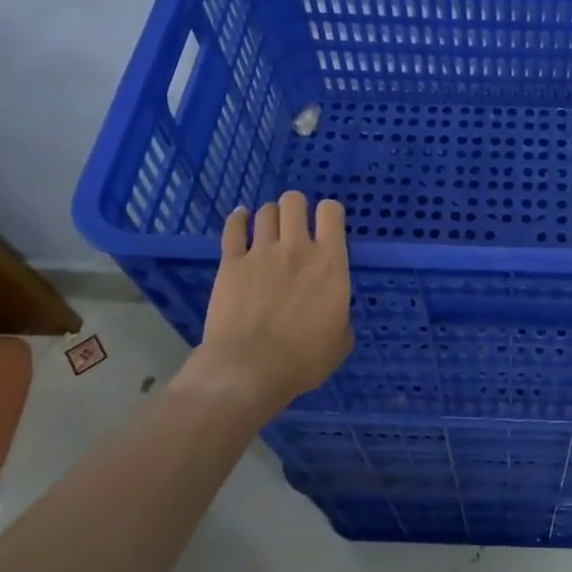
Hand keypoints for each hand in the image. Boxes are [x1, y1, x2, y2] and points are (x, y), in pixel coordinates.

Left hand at [176, 191, 352, 414]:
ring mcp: (260, 252)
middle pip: (294, 202)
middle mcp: (297, 248)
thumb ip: (340, 315)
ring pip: (265, 212)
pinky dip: (238, 220)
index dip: (330, 212)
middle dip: (296, 207)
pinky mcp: (230, 263)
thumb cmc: (304, 359)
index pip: (332, 212)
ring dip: (270, 215)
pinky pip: (232, 228)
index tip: (327, 225)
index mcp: (330, 262)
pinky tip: (240, 219)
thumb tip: (334, 312)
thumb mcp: (340, 341)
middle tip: (295, 225)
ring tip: (269, 227)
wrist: (249, 369)